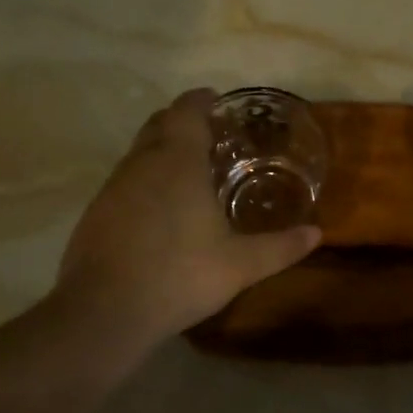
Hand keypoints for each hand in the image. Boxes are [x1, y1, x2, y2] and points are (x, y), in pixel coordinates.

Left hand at [54, 88, 321, 347]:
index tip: (216, 100)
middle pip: (159, 124)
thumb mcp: (240, 265)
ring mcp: (113, 187)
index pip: (186, 111)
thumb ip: (280, 247)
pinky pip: (124, 181)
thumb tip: (317, 234)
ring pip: (138, 153)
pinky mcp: (95, 212)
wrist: (104, 312)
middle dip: (181, 121)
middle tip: (209, 135)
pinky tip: (158, 211)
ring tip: (187, 173)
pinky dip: (143, 181)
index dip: (201, 100)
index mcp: (178, 162)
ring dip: (161, 151)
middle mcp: (142, 163)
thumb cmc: (179, 275)